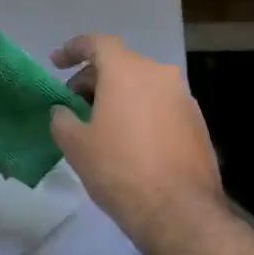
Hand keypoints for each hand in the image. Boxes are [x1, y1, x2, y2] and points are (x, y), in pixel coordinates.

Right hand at [48, 34, 223, 241]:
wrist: (178, 211)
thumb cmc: (118, 168)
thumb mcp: (75, 144)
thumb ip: (62, 119)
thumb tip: (63, 111)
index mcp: (127, 71)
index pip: (97, 43)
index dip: (73, 49)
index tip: (57, 64)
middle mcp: (159, 75)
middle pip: (120, 64)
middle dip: (93, 80)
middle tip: (74, 105)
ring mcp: (183, 98)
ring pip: (142, 86)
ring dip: (119, 97)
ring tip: (100, 126)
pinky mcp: (197, 123)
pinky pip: (160, 106)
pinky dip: (141, 113)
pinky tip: (129, 142)